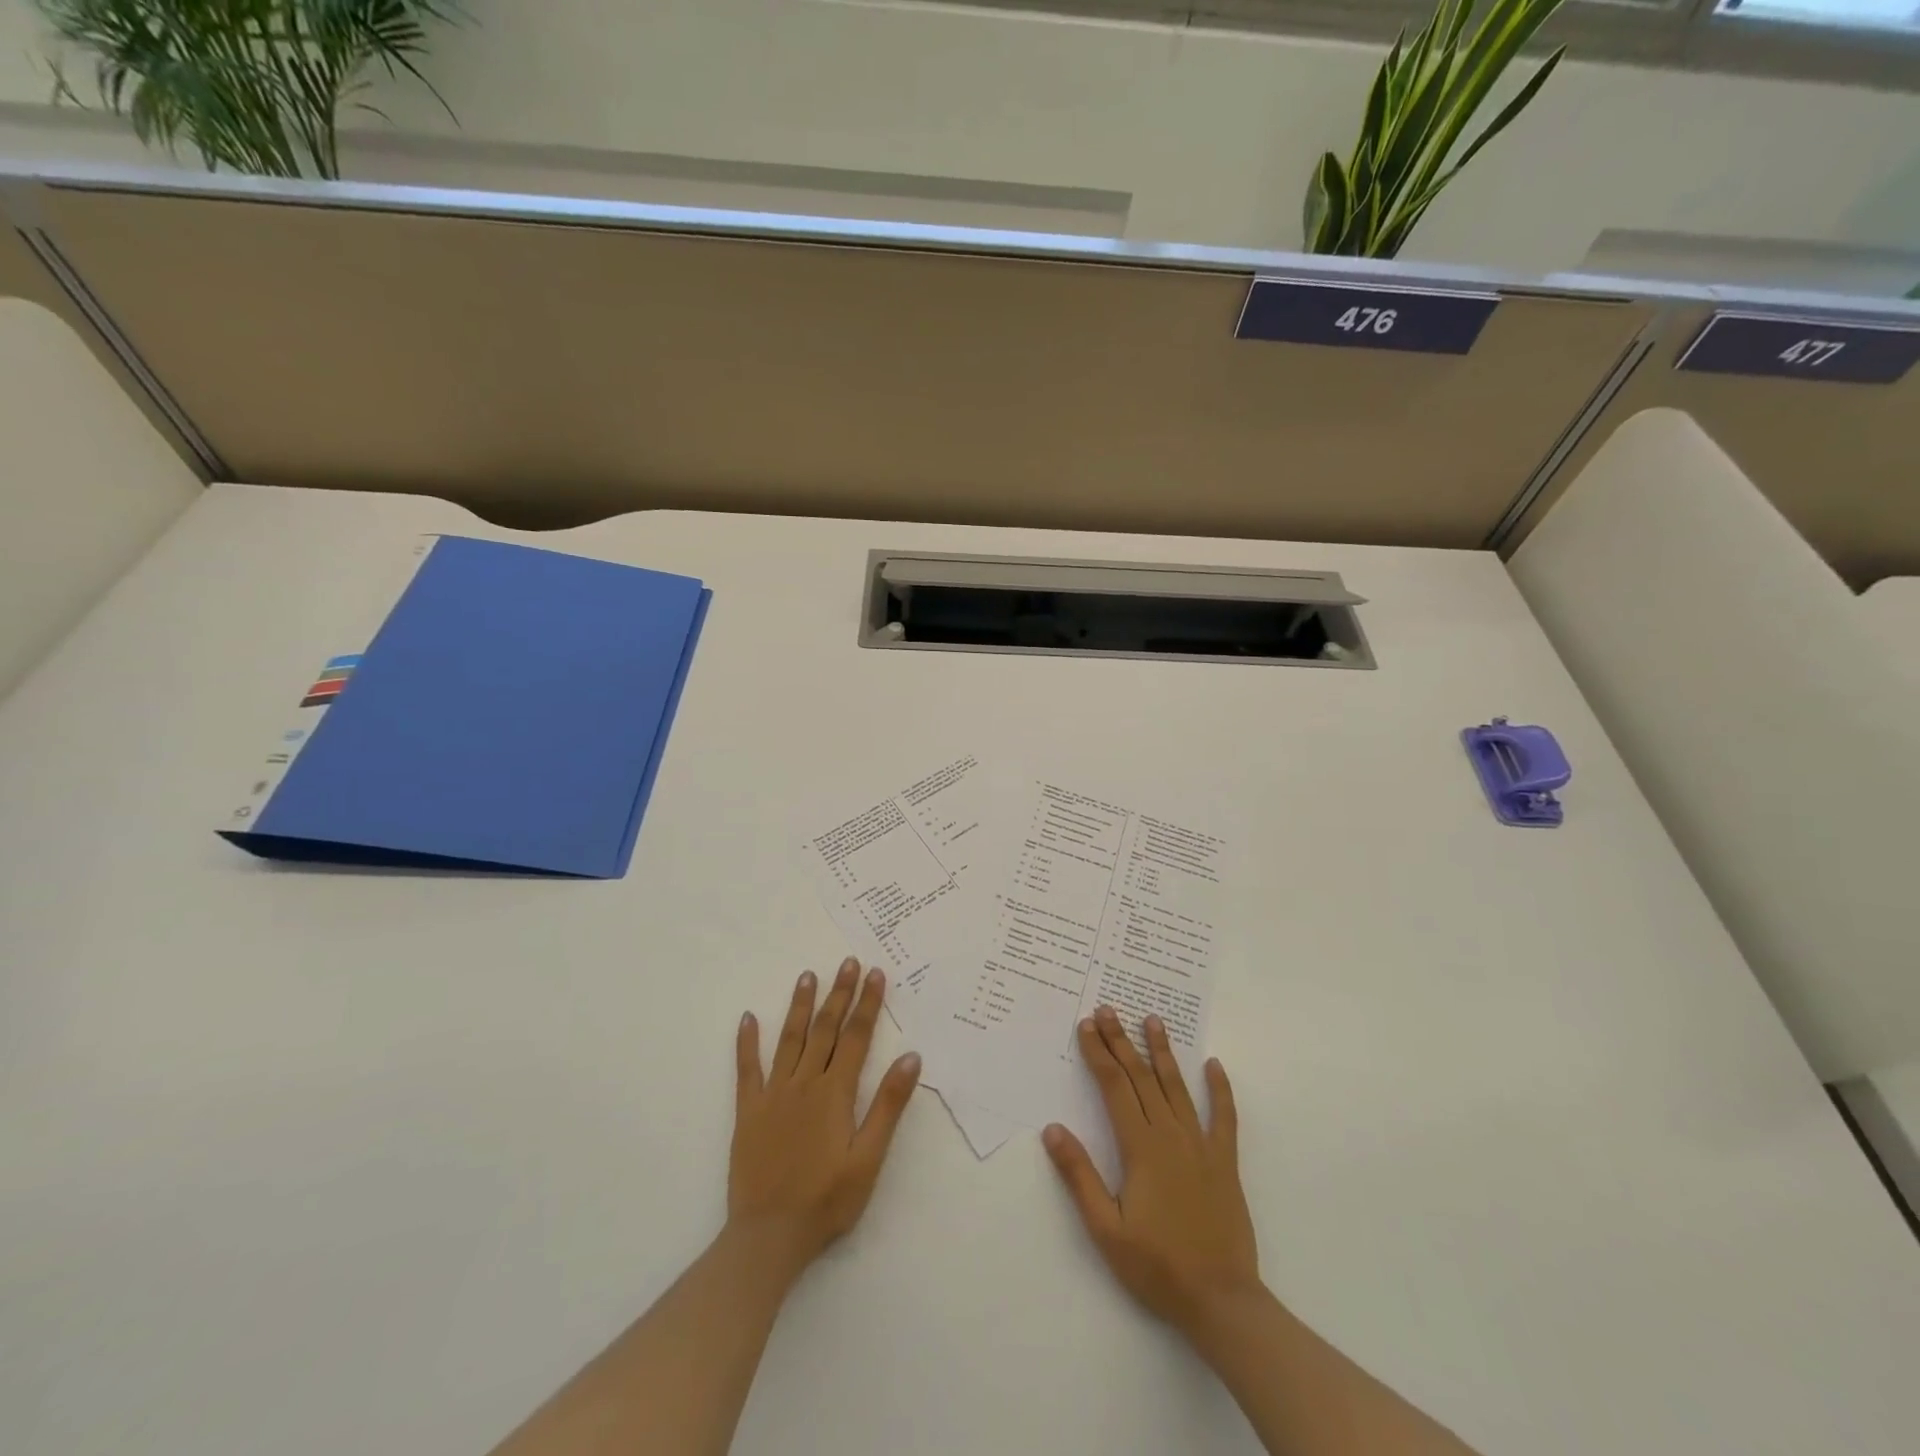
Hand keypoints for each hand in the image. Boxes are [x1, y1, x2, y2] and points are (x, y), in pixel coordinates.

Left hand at [728, 959, 921, 1283]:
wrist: (768, 1237)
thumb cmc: (826, 1201)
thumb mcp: (868, 1159)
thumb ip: (888, 1106)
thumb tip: (911, 1058)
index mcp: (835, 1093)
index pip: (856, 1037)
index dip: (867, 1004)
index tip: (875, 973)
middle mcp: (804, 1083)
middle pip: (825, 1029)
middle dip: (839, 994)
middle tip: (847, 962)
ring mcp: (773, 1094)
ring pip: (790, 1039)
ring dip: (800, 1005)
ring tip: (808, 975)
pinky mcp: (749, 1111)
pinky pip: (747, 1069)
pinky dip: (747, 1042)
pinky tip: (748, 1018)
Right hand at [1043, 1006, 1258, 1337]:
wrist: (1222, 1301)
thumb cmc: (1157, 1266)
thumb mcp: (1106, 1229)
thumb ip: (1079, 1176)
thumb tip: (1053, 1129)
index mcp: (1140, 1148)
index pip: (1114, 1087)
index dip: (1098, 1054)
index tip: (1086, 1026)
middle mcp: (1171, 1135)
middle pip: (1141, 1077)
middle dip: (1121, 1041)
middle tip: (1108, 1010)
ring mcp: (1201, 1145)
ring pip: (1177, 1087)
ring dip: (1163, 1051)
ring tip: (1153, 1020)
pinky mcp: (1224, 1161)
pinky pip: (1224, 1117)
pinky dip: (1219, 1089)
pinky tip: (1214, 1065)